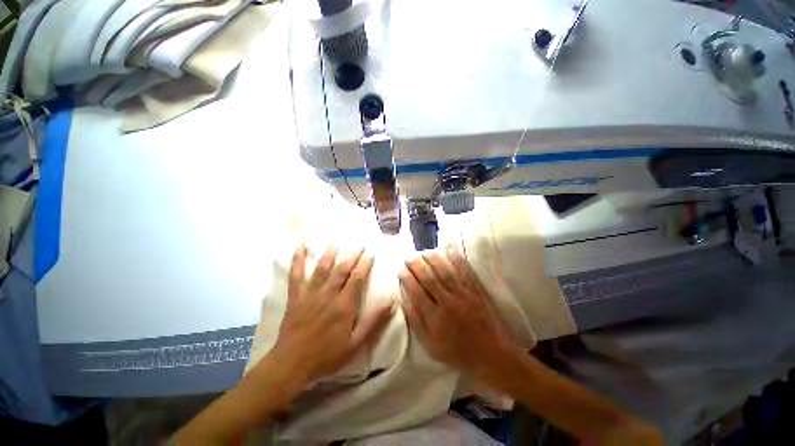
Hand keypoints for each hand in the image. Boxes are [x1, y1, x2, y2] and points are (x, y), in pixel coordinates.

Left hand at [272, 245, 394, 383]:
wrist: (292, 365)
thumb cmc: (327, 356)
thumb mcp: (356, 343)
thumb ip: (374, 322)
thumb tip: (392, 303)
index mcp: (344, 305)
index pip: (357, 278)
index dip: (365, 264)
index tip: (371, 253)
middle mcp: (328, 294)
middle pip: (342, 270)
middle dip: (352, 255)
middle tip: (359, 244)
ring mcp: (310, 294)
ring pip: (322, 269)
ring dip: (330, 254)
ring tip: (335, 243)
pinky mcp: (296, 297)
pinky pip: (296, 275)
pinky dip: (298, 261)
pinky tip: (300, 248)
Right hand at [399, 245, 521, 380]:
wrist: (492, 355)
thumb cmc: (458, 353)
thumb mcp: (431, 346)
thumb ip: (416, 323)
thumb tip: (404, 302)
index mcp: (435, 317)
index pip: (417, 291)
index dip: (407, 278)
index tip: (400, 268)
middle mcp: (448, 302)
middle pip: (429, 278)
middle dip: (417, 265)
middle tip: (408, 255)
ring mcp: (464, 294)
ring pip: (445, 271)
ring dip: (433, 259)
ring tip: (424, 251)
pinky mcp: (476, 290)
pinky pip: (465, 271)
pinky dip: (457, 259)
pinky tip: (450, 249)